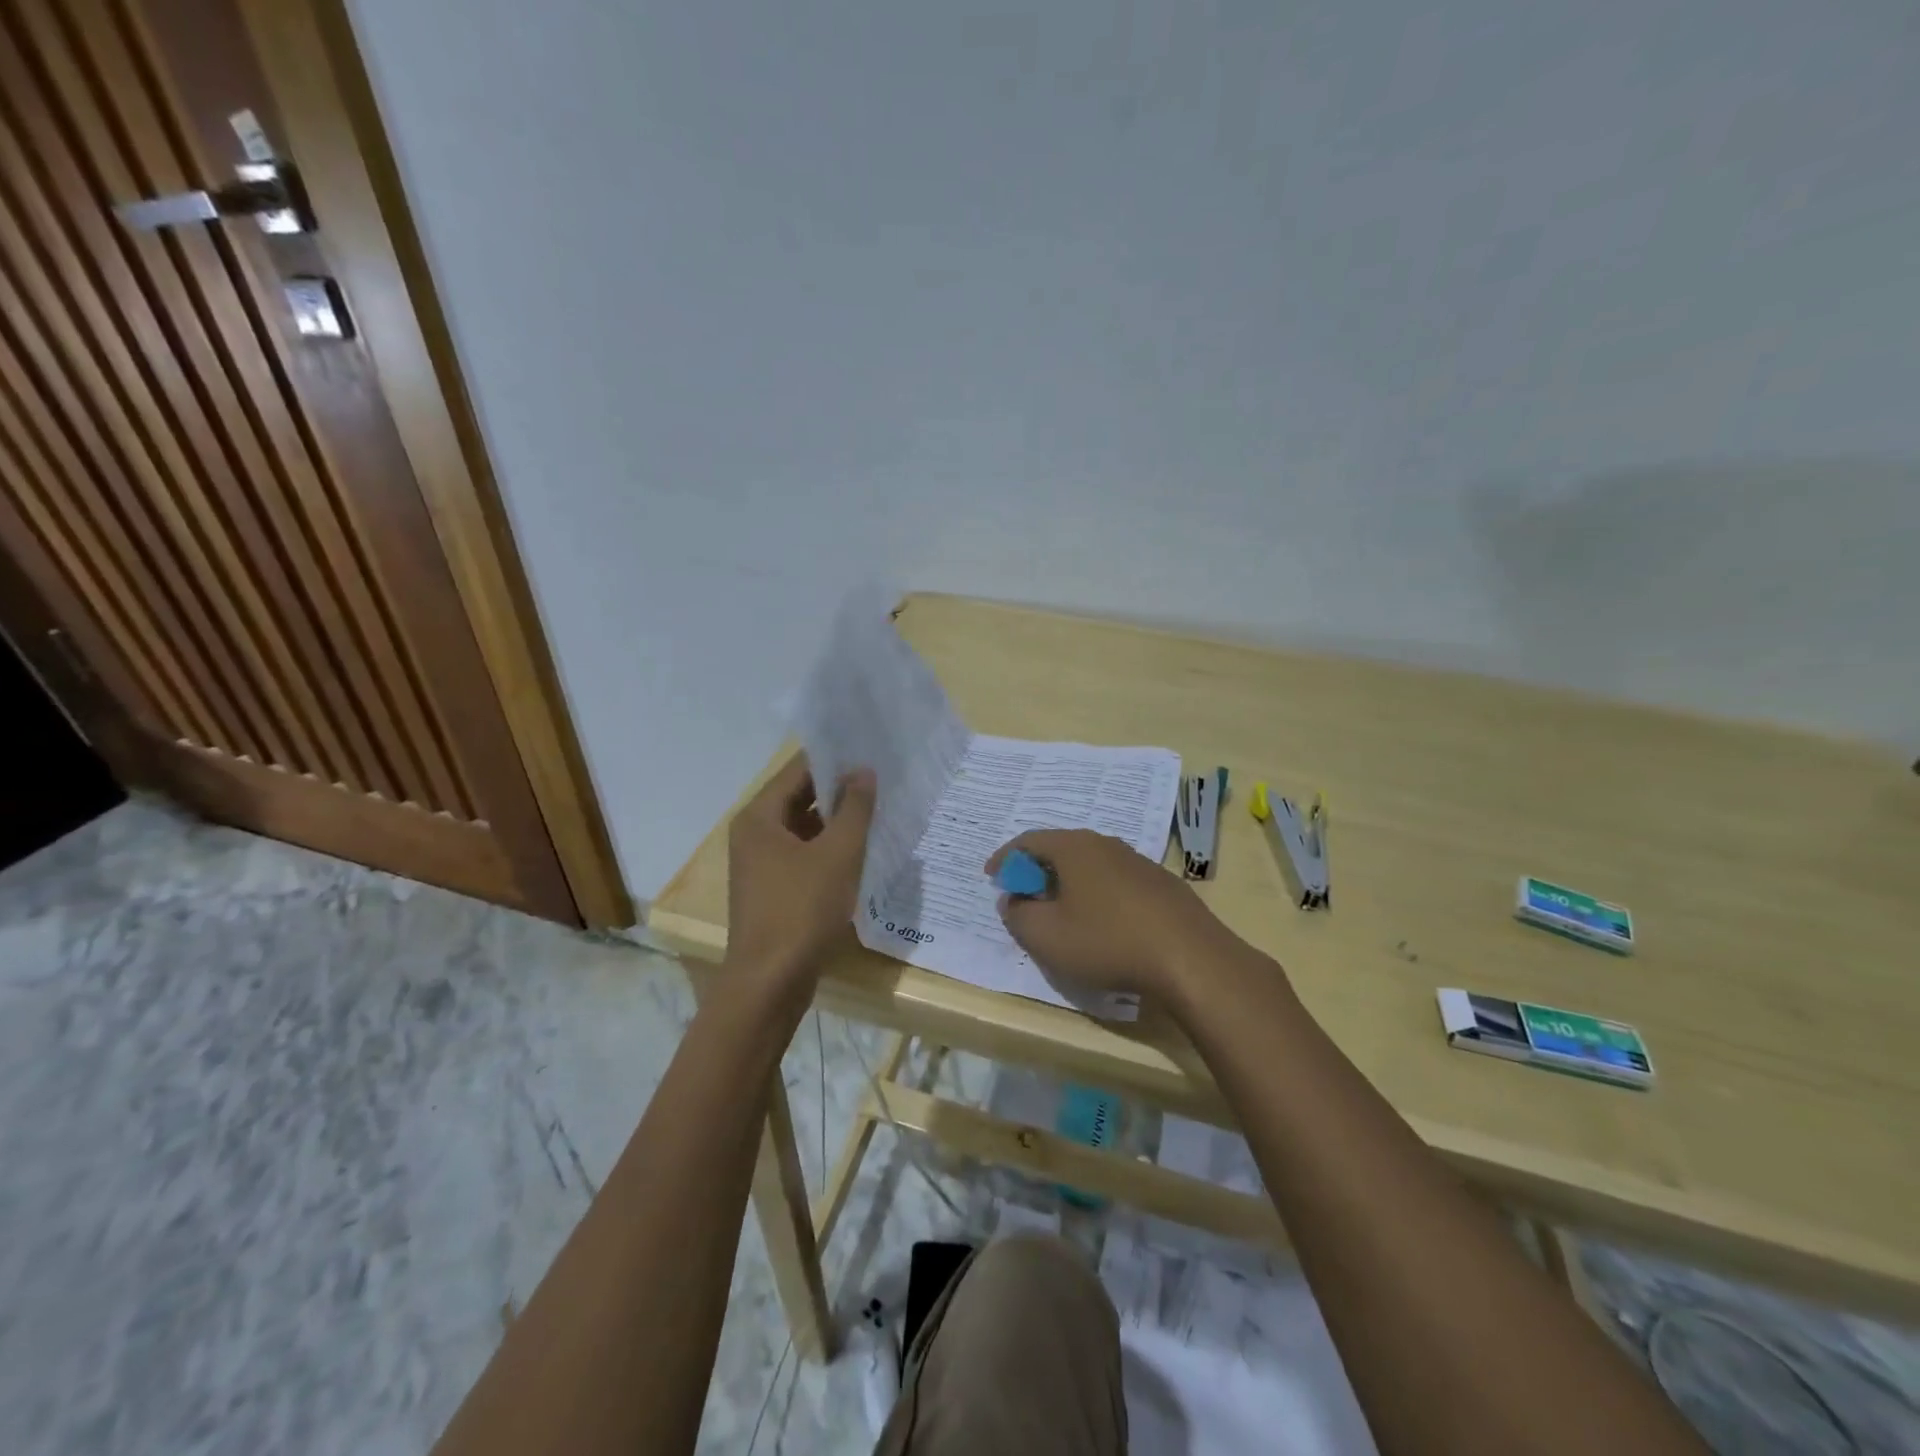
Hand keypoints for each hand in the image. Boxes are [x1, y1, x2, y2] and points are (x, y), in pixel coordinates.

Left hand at [726, 754, 876, 994]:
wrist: (770, 983)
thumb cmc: (802, 909)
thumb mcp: (838, 854)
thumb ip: (854, 808)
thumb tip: (863, 771)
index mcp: (759, 817)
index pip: (798, 771)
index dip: (833, 759)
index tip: (869, 752)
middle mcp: (753, 835)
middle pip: (799, 799)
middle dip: (838, 791)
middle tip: (881, 781)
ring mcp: (761, 865)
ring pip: (803, 830)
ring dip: (836, 823)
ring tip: (877, 813)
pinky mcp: (773, 891)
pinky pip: (803, 857)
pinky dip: (828, 850)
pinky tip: (860, 853)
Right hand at [985, 829, 1239, 1008]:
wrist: (1191, 959)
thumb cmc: (1107, 942)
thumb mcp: (1046, 936)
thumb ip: (1018, 915)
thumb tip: (1014, 901)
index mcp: (1074, 847)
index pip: (1029, 840)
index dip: (1005, 858)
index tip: (992, 877)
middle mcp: (1106, 844)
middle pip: (1061, 849)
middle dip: (1037, 871)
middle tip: (1024, 896)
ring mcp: (1139, 862)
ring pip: (1091, 866)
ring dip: (1069, 884)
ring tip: (1061, 911)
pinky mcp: (1163, 885)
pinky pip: (1116, 882)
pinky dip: (1097, 895)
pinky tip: (1103, 924)